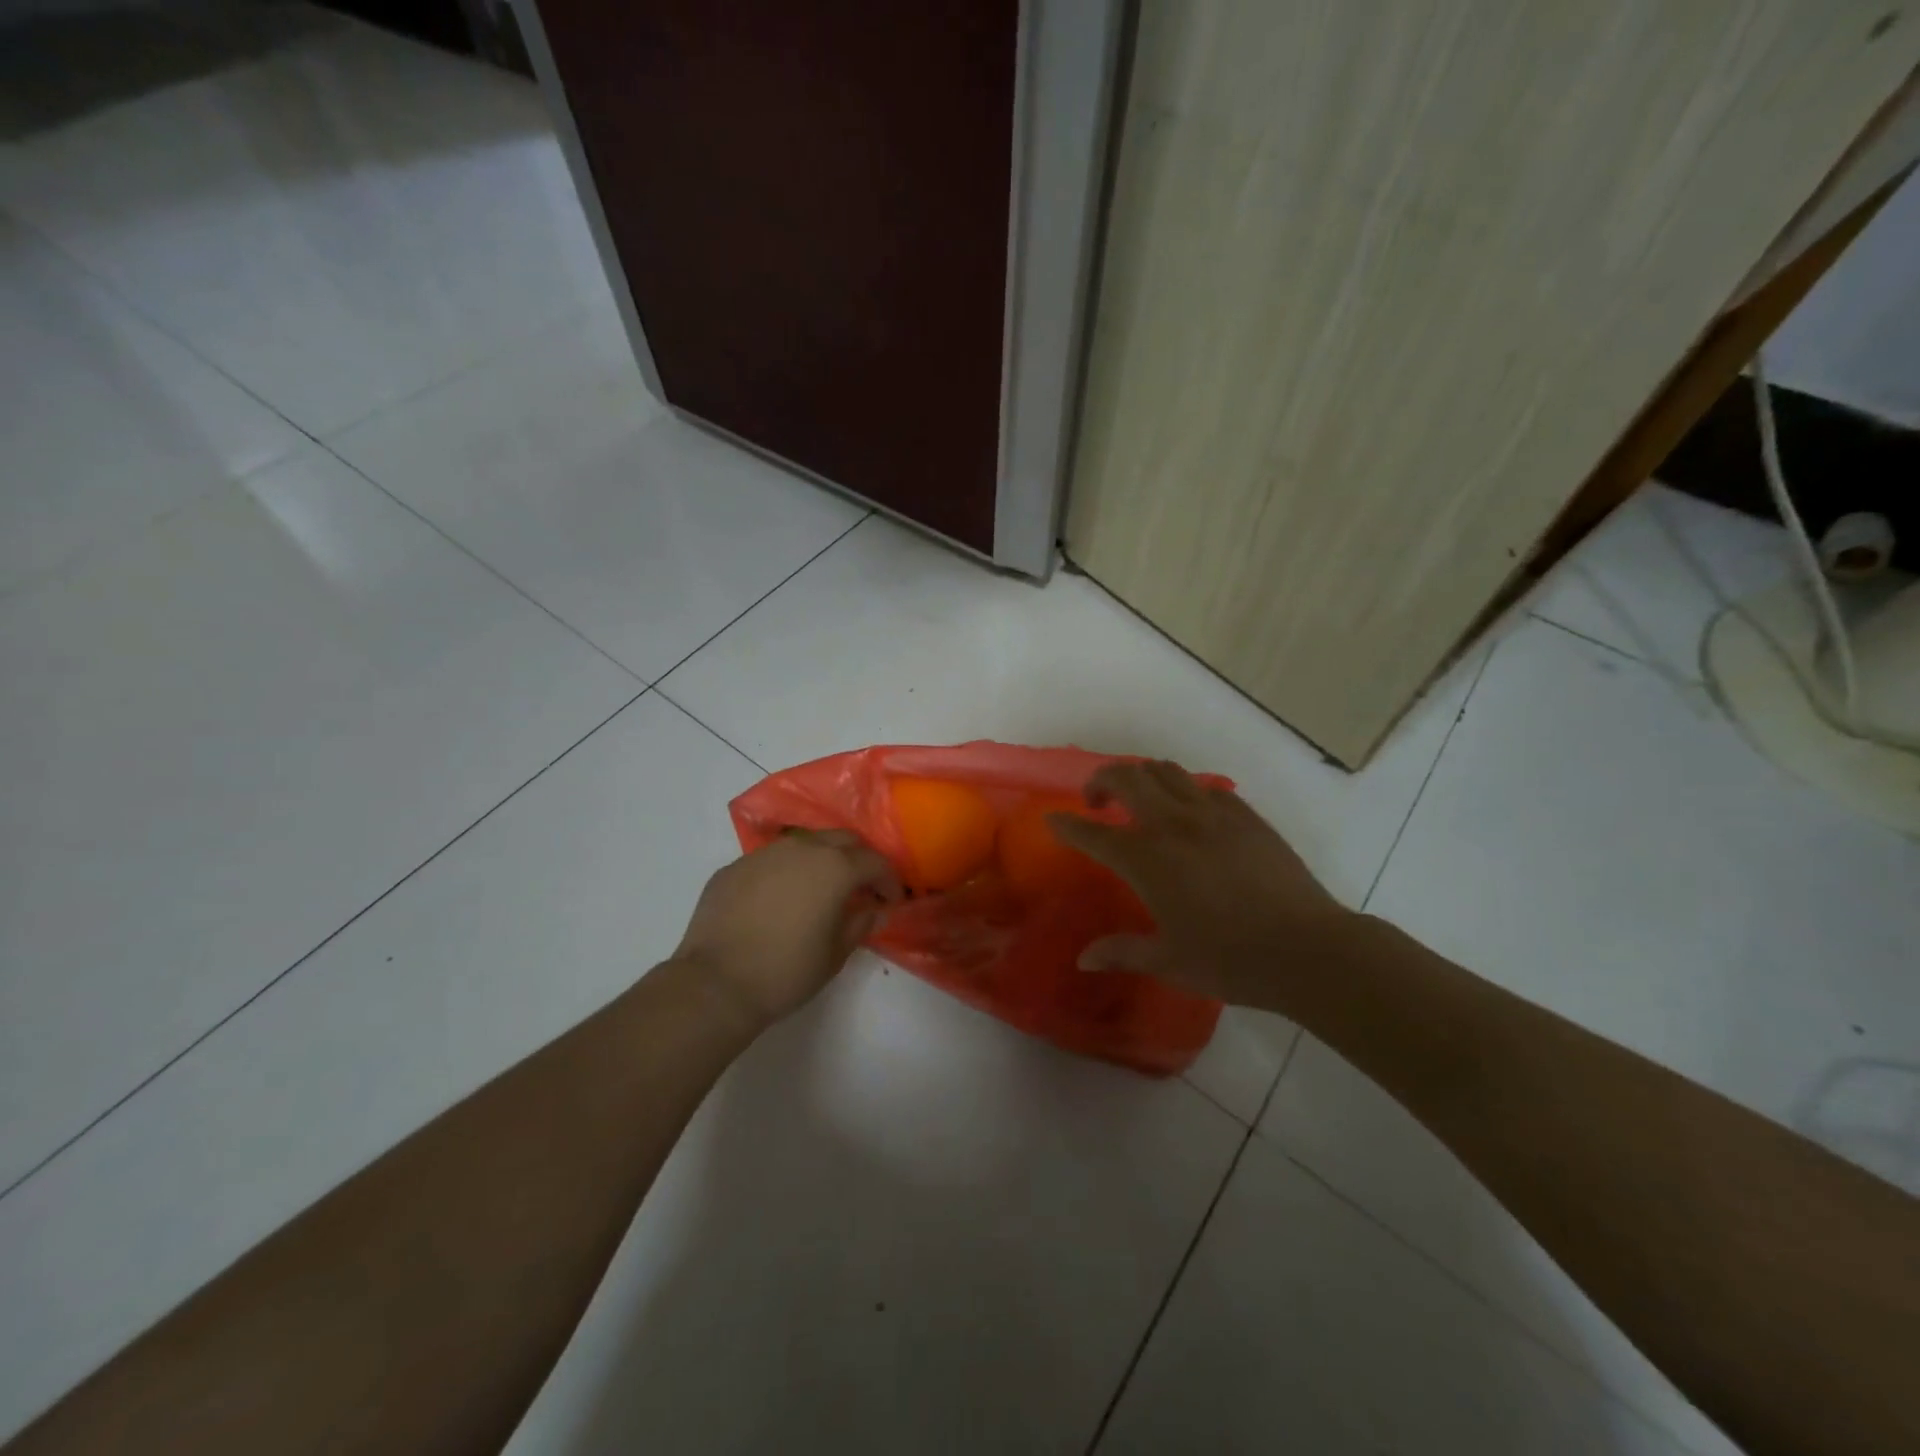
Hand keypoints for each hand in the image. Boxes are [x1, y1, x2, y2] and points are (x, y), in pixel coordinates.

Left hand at [673, 829, 902, 1029]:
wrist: (716, 984)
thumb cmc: (787, 971)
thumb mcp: (836, 953)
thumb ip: (861, 923)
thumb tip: (875, 910)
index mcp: (834, 867)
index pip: (874, 862)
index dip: (888, 880)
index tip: (891, 900)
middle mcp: (801, 848)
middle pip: (842, 840)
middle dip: (859, 859)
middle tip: (861, 887)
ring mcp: (763, 854)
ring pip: (804, 844)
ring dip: (821, 860)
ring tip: (820, 889)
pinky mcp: (734, 867)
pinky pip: (771, 861)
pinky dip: (786, 873)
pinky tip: (780, 901)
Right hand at [1047, 761, 1352, 1011]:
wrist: (1307, 948)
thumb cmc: (1230, 960)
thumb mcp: (1169, 961)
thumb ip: (1122, 952)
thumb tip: (1083, 959)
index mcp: (1146, 860)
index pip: (1092, 833)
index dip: (1066, 824)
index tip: (1053, 819)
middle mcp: (1173, 824)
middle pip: (1126, 777)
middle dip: (1101, 780)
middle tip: (1098, 802)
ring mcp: (1212, 813)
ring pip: (1165, 771)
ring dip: (1142, 777)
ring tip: (1140, 799)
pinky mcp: (1245, 814)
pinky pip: (1206, 786)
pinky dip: (1187, 791)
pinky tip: (1192, 815)